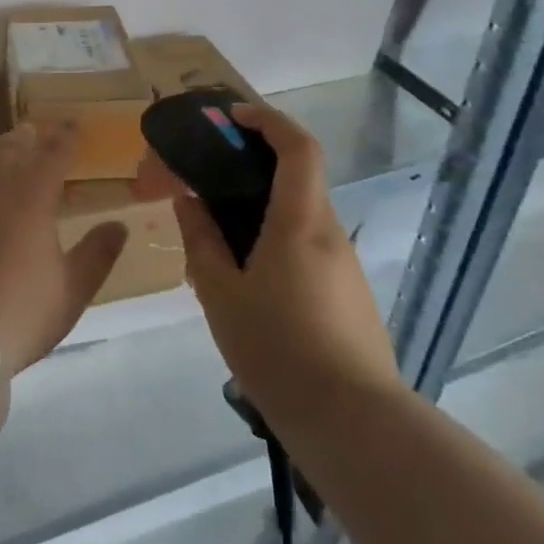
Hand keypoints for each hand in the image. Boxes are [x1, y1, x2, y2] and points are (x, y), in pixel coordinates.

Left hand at [0, 121, 127, 373]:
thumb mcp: (71, 290)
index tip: (74, 124)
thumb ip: (97, 254)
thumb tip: (119, 224)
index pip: (53, 155)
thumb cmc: (18, 313)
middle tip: (34, 130)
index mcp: (32, 198)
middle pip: (11, 151)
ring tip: (3, 151)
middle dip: (26, 138)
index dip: (65, 137)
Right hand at [136, 104, 399, 418]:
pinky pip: (308, 248)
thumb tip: (189, 201)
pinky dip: (276, 242)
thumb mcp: (221, 295)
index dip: (268, 120)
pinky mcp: (350, 296)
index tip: (233, 118)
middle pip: (298, 178)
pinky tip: (248, 283)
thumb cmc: (279, 351)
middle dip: (254, 167)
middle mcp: (330, 233)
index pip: (298, 147)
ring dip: (262, 211)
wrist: (353, 425)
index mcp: (301, 222)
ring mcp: (345, 266)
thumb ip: (202, 241)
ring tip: (217, 244)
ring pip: (300, 217)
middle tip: (209, 183)